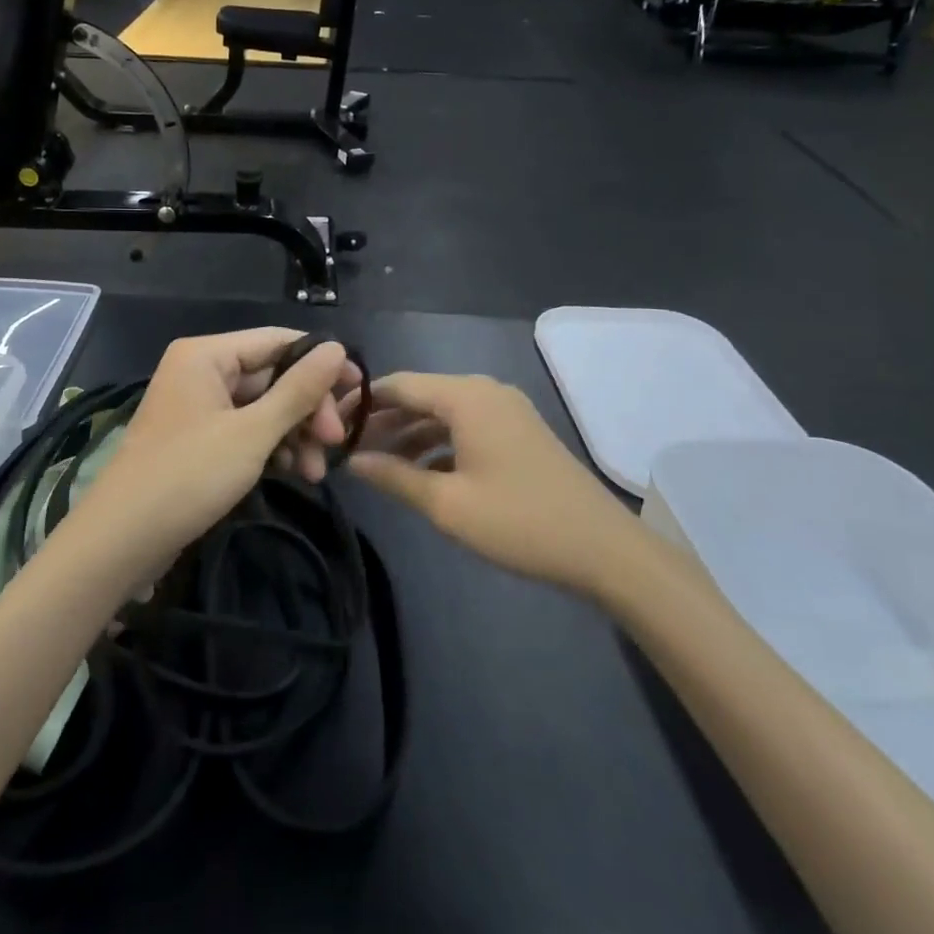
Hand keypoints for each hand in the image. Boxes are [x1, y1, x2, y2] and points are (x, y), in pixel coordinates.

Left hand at [75, 330, 359, 570]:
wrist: (122, 540)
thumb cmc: (188, 476)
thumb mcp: (252, 433)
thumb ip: (298, 390)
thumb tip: (338, 348)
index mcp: (207, 354)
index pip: (278, 341)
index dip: (321, 364)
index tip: (359, 392)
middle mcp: (201, 370)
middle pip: (272, 376)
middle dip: (306, 410)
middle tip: (334, 444)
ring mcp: (198, 406)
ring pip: (262, 407)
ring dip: (293, 434)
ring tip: (315, 472)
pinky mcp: (198, 438)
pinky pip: (246, 430)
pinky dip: (271, 448)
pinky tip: (294, 472)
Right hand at [347, 374, 627, 589]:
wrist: (604, 549)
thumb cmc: (519, 522)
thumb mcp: (447, 504)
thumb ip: (394, 477)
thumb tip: (352, 461)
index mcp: (466, 397)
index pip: (399, 384)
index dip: (361, 401)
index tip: (329, 421)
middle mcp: (485, 391)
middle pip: (420, 396)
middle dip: (384, 420)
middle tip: (347, 446)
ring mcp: (506, 410)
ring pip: (443, 412)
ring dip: (410, 434)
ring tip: (377, 463)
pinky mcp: (518, 431)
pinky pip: (466, 426)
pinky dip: (439, 443)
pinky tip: (420, 472)